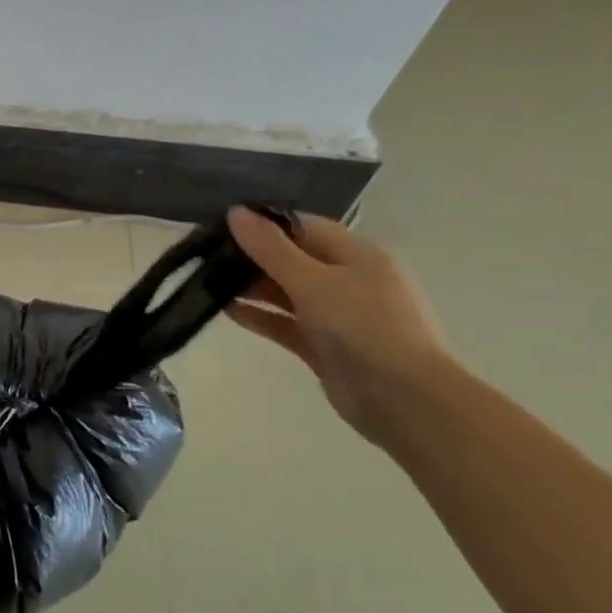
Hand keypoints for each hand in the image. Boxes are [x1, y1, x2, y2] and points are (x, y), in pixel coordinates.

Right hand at [224, 208, 453, 448]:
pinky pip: (286, 324)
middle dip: (252, 257)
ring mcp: (337, 316)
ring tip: (208, 283)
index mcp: (357, 255)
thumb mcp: (312, 281)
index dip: (264, 224)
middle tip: (206, 256)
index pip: (303, 227)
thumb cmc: (363, 327)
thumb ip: (270, 248)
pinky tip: (227, 312)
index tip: (222, 225)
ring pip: (287, 293)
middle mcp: (349, 281)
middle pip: (293, 259)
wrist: (405, 400)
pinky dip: (260, 317)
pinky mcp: (324, 347)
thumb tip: (235, 212)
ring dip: (251, 288)